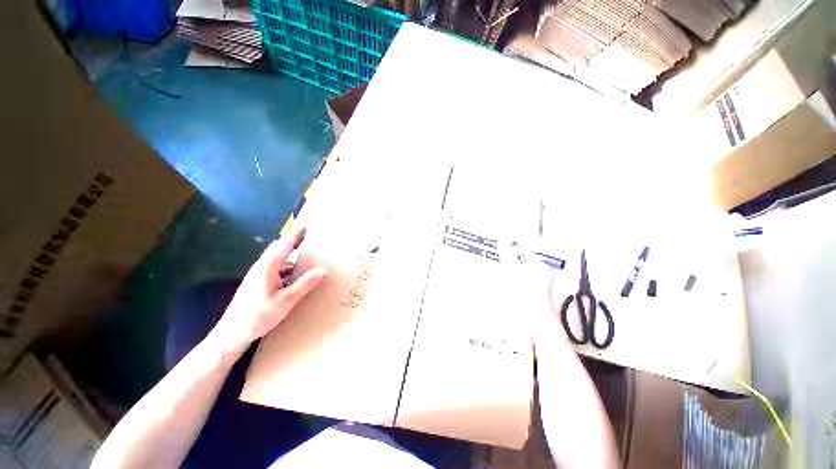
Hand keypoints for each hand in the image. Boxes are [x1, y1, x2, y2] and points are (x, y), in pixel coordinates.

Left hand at [210, 225, 326, 355]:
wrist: (231, 334)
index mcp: (267, 267)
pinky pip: (274, 267)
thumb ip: (305, 284)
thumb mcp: (286, 300)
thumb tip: (323, 269)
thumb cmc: (258, 315)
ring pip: (276, 258)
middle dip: (293, 240)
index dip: (296, 234)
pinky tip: (293, 273)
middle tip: (308, 236)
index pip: (284, 244)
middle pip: (278, 248)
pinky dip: (285, 265)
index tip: (306, 224)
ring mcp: (257, 275)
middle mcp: (261, 267)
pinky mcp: (256, 283)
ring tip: (304, 252)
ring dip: (289, 253)